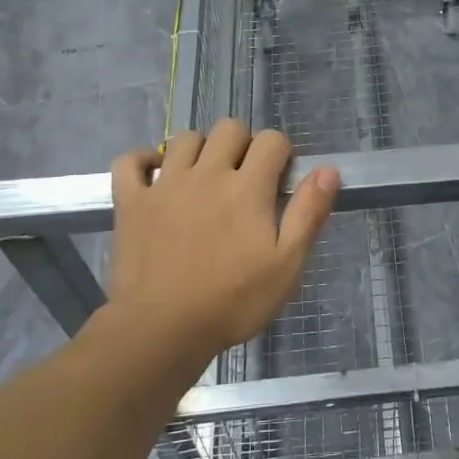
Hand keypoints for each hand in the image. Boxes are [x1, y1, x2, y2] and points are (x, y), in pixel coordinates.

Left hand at [105, 120, 338, 361]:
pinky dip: (143, 160)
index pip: (272, 140)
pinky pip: (130, 161)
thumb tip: (328, 169)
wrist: (163, 330)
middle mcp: (207, 173)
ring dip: (200, 149)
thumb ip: (309, 213)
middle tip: (244, 178)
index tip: (279, 180)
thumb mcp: (287, 264)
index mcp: (248, 187)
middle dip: (243, 144)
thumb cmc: (233, 301)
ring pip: (185, 138)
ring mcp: (165, 184)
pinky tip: (155, 174)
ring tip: (204, 178)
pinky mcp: (132, 202)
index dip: (281, 153)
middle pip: (229, 128)